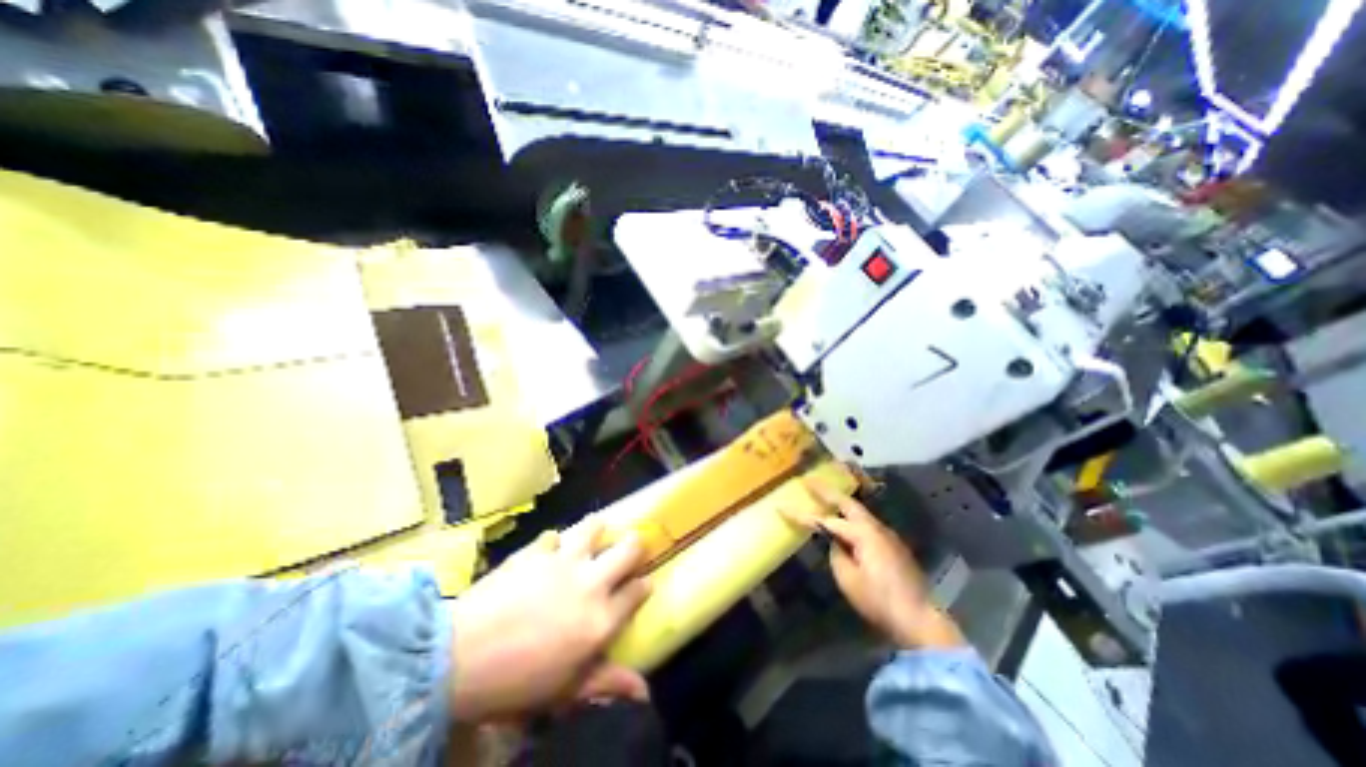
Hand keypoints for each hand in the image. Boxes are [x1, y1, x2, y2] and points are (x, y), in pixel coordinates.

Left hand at [452, 515, 653, 719]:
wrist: (459, 657)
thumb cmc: (516, 683)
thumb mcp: (565, 690)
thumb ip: (607, 682)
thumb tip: (644, 690)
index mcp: (601, 618)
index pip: (637, 591)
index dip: (643, 585)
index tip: (643, 584)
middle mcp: (591, 582)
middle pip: (629, 548)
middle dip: (635, 545)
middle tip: (630, 547)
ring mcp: (564, 561)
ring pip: (594, 527)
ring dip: (597, 529)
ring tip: (595, 532)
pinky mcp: (536, 550)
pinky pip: (552, 536)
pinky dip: (553, 542)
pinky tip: (548, 550)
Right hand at [784, 483, 962, 649]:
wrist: (919, 618)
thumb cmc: (879, 600)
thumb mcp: (848, 579)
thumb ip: (836, 554)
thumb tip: (834, 542)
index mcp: (862, 533)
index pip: (824, 521)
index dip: (801, 515)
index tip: (781, 507)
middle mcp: (875, 527)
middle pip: (846, 502)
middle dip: (825, 491)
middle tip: (808, 480)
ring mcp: (886, 534)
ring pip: (858, 511)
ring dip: (840, 502)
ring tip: (824, 497)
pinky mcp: (892, 545)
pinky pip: (866, 523)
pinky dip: (851, 517)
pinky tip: (846, 523)